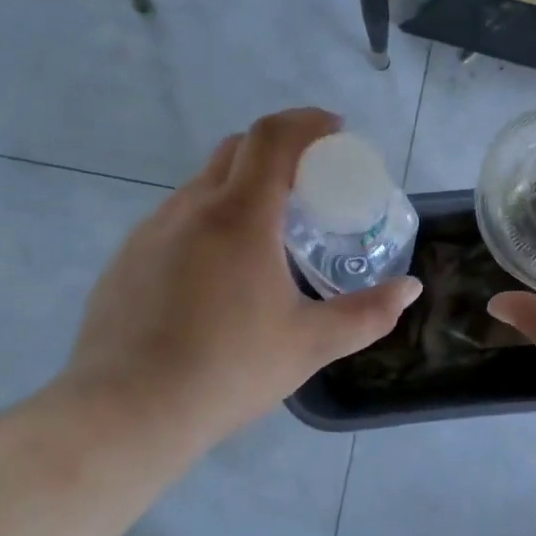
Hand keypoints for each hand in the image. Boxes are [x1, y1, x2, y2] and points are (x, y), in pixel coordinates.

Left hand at [55, 108, 420, 455]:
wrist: (125, 413)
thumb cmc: (227, 370)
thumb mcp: (310, 344)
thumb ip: (367, 314)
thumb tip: (410, 290)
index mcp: (240, 216)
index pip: (272, 138)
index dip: (306, 123)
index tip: (335, 131)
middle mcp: (191, 208)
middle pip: (237, 149)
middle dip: (279, 149)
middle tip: (310, 182)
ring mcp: (151, 230)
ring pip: (204, 184)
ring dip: (242, 186)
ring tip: (270, 231)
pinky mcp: (128, 257)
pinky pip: (177, 217)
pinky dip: (210, 218)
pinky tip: (220, 271)